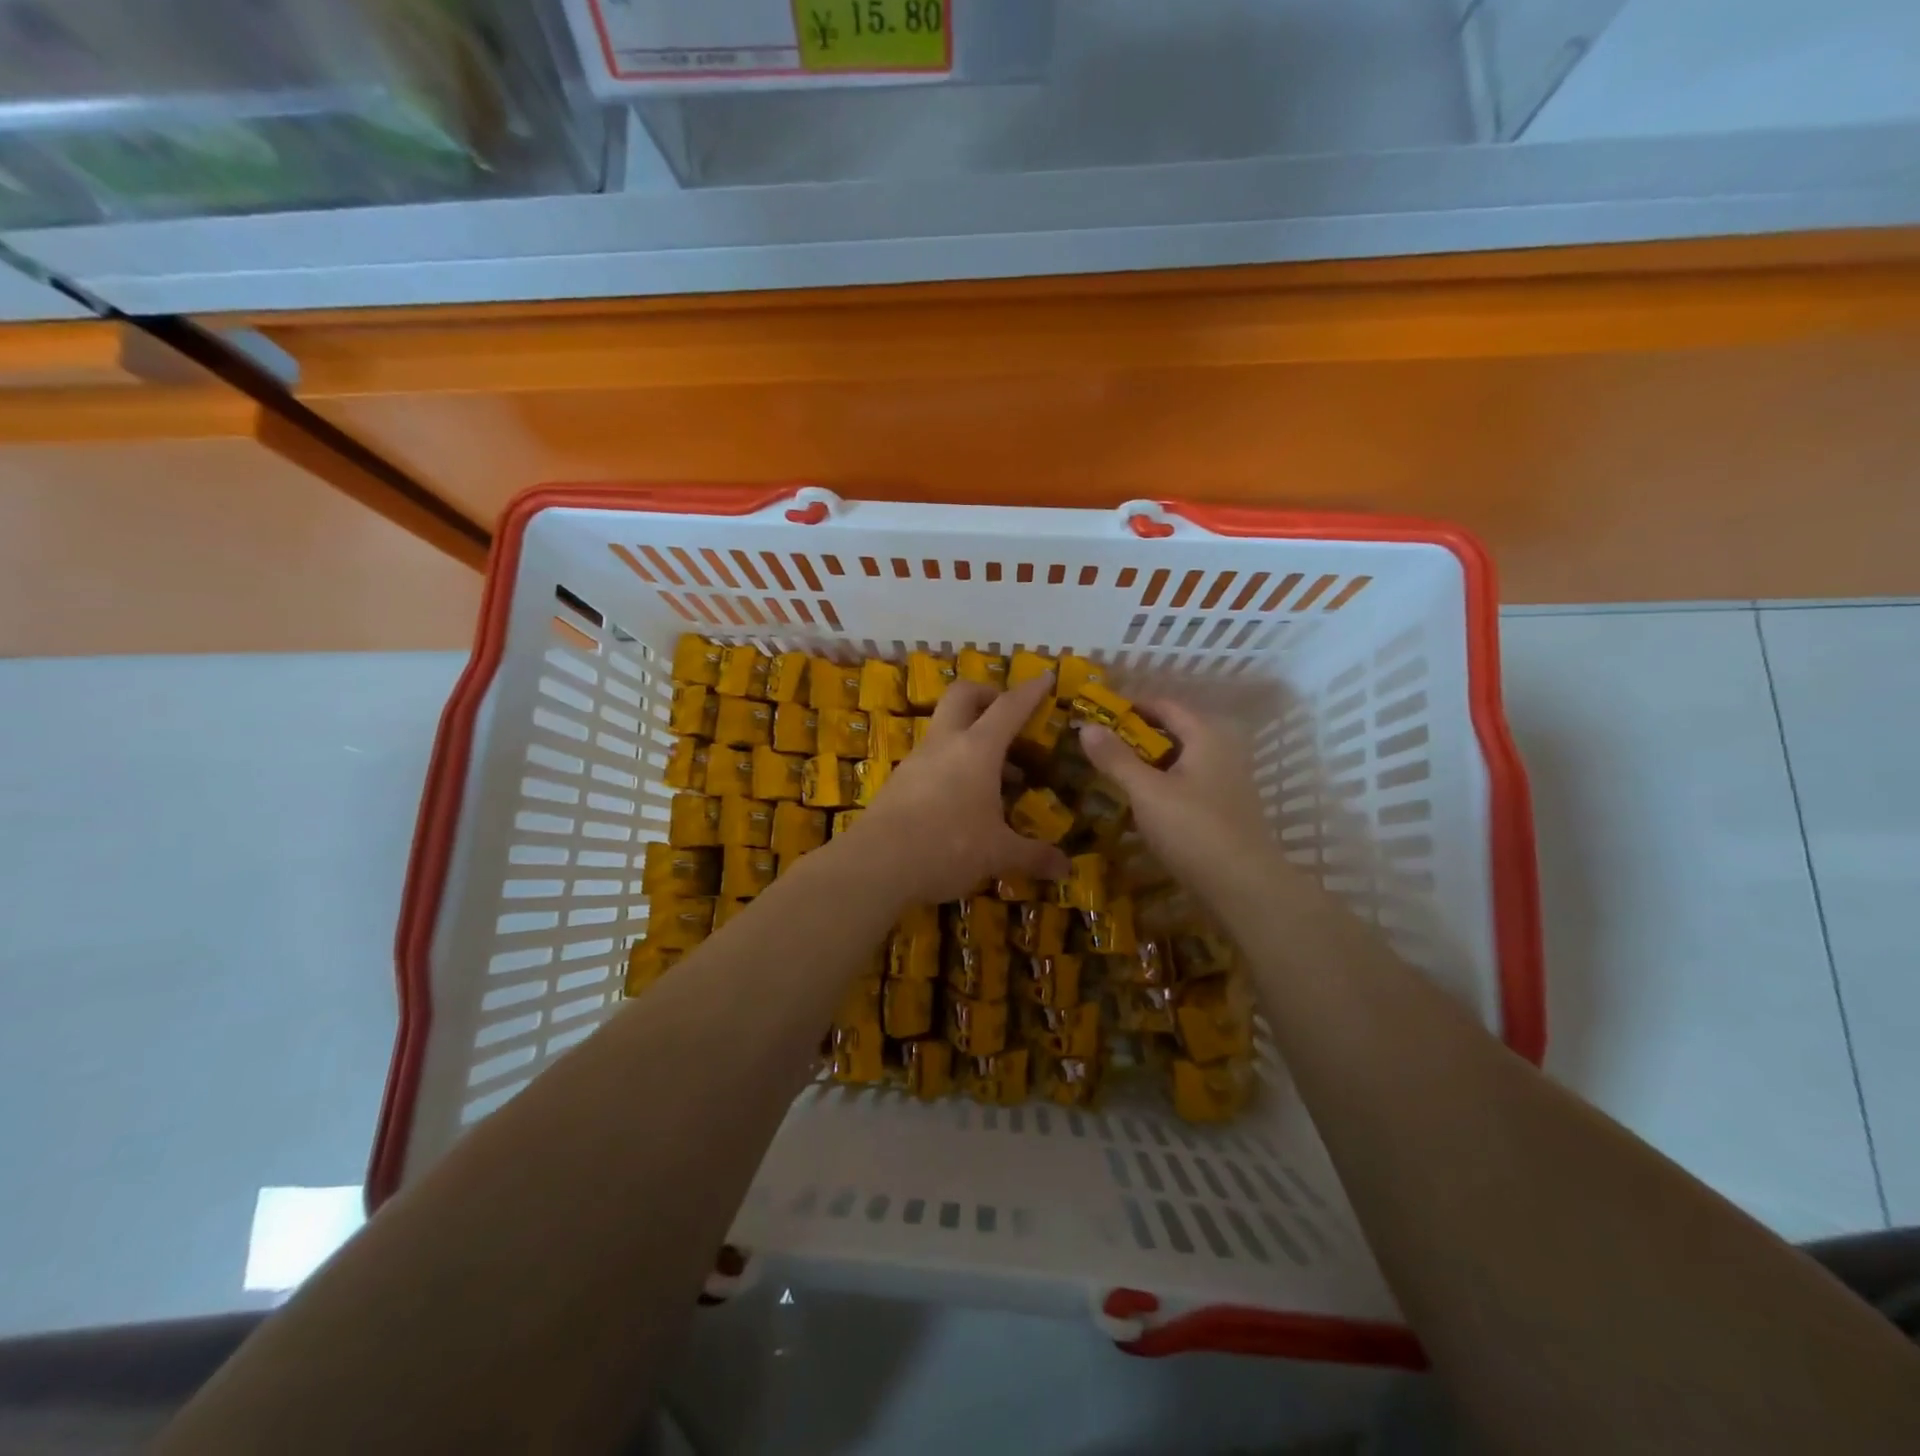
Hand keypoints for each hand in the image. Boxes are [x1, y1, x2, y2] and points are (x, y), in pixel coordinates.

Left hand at [846, 675, 1072, 907]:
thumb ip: (1033, 856)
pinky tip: (963, 800)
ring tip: (996, 774)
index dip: (1030, 691)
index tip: (1045, 677)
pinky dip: (952, 766)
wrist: (876, 865)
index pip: (1008, 708)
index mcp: (977, 749)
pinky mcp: (898, 782)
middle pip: (963, 696)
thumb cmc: (947, 847)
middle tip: (1007, 714)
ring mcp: (916, 760)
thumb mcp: (998, 854)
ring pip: (944, 729)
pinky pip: (931, 760)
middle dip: (987, 694)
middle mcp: (945, 744)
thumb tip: (1065, 869)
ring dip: (970, 737)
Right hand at [1078, 699, 1274, 890]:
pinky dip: (1162, 784)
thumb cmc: (1193, 830)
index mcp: (1207, 736)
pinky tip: (1141, 802)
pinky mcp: (1225, 809)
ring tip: (1113, 771)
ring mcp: (1227, 781)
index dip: (1131, 706)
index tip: (1097, 712)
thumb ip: (1116, 758)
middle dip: (1136, 735)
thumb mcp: (1147, 791)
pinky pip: (1187, 783)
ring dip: (1148, 762)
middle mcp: (1222, 751)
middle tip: (1099, 743)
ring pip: (1180, 760)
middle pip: (1174, 732)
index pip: (1165, 705)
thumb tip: (1086, 726)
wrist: (1244, 888)